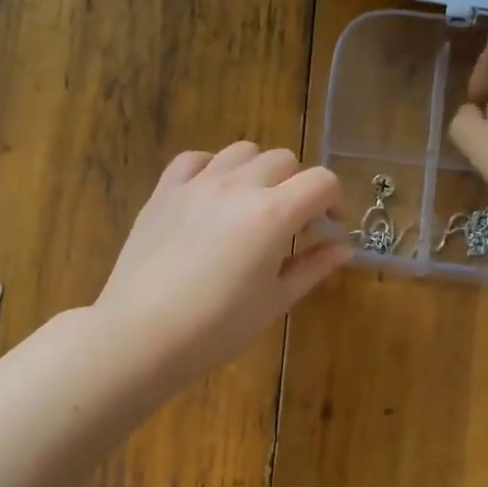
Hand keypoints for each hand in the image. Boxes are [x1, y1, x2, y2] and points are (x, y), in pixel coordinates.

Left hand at [95, 143, 349, 387]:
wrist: (142, 334)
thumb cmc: (218, 328)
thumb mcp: (275, 301)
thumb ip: (313, 267)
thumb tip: (345, 247)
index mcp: (273, 214)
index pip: (321, 182)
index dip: (335, 200)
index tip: (330, 227)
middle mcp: (238, 186)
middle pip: (284, 160)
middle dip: (299, 186)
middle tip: (295, 223)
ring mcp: (197, 184)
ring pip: (242, 151)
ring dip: (260, 170)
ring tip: (255, 204)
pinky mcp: (164, 191)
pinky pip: (195, 159)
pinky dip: (214, 168)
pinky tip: (214, 194)